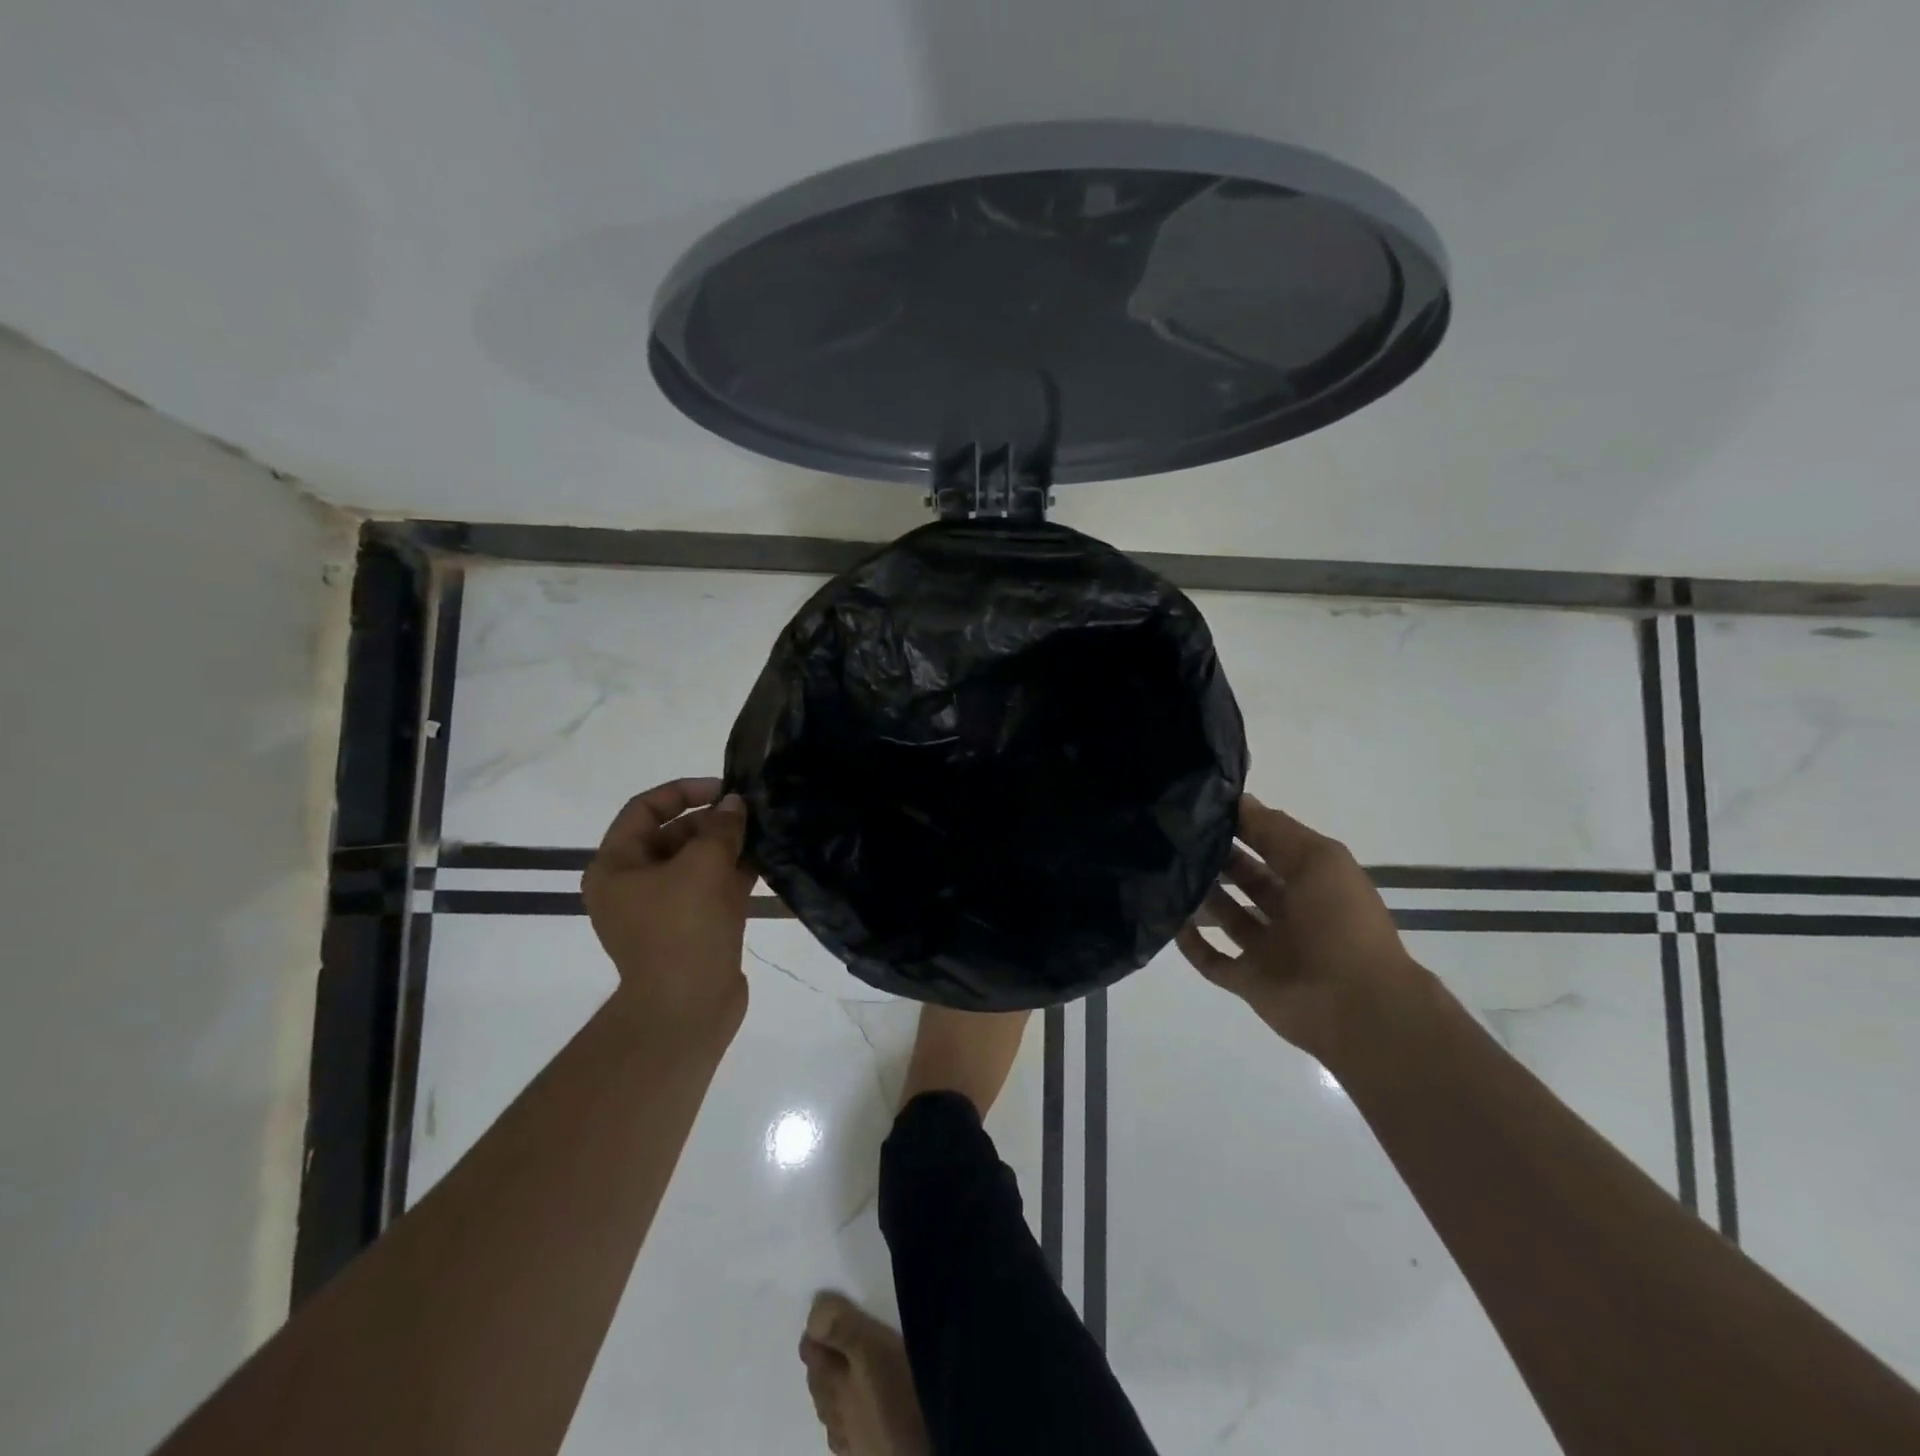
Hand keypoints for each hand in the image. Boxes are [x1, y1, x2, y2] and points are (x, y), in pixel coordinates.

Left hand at [582, 777, 753, 1033]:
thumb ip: (721, 828)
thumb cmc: (683, 930)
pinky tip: (766, 861)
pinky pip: (711, 888)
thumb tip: (735, 804)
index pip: (644, 809)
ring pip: (696, 862)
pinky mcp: (690, 928)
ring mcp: (663, 909)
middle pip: (672, 835)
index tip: (725, 789)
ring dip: (728, 846)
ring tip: (765, 832)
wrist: (687, 1010)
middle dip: (713, 821)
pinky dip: (734, 873)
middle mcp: (633, 884)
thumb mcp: (703, 866)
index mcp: (616, 866)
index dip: (684, 791)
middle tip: (753, 814)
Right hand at [1177, 794, 1426, 1062]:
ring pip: (1228, 915)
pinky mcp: (1248, 981)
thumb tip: (1238, 800)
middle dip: (1218, 857)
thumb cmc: (1340, 922)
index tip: (1202, 807)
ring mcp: (1268, 948)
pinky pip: (1212, 960)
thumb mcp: (1317, 858)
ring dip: (1202, 895)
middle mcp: (1290, 912)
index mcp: (1313, 881)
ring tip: (1168, 871)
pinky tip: (1170, 920)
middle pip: (1247, 878)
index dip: (1243, 825)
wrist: (1356, 1006)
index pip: (1272, 845)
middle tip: (1177, 837)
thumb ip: (1274, 829)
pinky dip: (1191, 943)